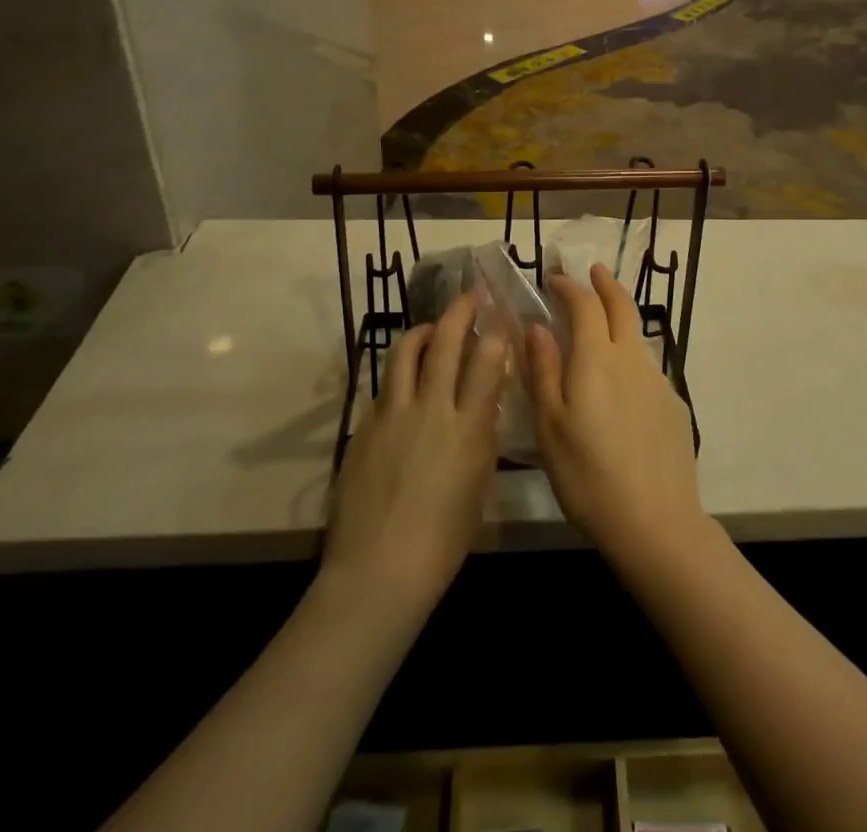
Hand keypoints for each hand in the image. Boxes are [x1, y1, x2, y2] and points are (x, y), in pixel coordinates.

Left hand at [323, 294, 505, 612]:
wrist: (379, 570)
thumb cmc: (443, 541)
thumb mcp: (479, 486)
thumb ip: (481, 437)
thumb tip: (483, 406)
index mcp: (468, 428)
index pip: (486, 362)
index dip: (495, 332)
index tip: (501, 316)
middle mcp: (431, 409)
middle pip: (446, 343)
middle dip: (461, 311)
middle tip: (470, 296)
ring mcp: (393, 414)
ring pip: (406, 352)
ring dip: (423, 331)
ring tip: (432, 328)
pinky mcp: (365, 426)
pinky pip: (385, 385)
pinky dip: (400, 372)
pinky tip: (405, 382)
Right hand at [524, 265, 703, 573]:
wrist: (656, 522)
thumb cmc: (588, 476)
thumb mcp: (550, 426)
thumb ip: (543, 370)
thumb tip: (537, 326)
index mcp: (597, 359)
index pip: (585, 304)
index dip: (570, 286)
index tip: (554, 279)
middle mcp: (632, 359)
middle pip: (622, 306)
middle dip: (605, 283)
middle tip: (593, 271)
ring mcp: (658, 381)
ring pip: (637, 337)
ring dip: (620, 319)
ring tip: (602, 327)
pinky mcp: (674, 405)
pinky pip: (647, 369)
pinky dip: (630, 358)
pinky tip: (621, 387)